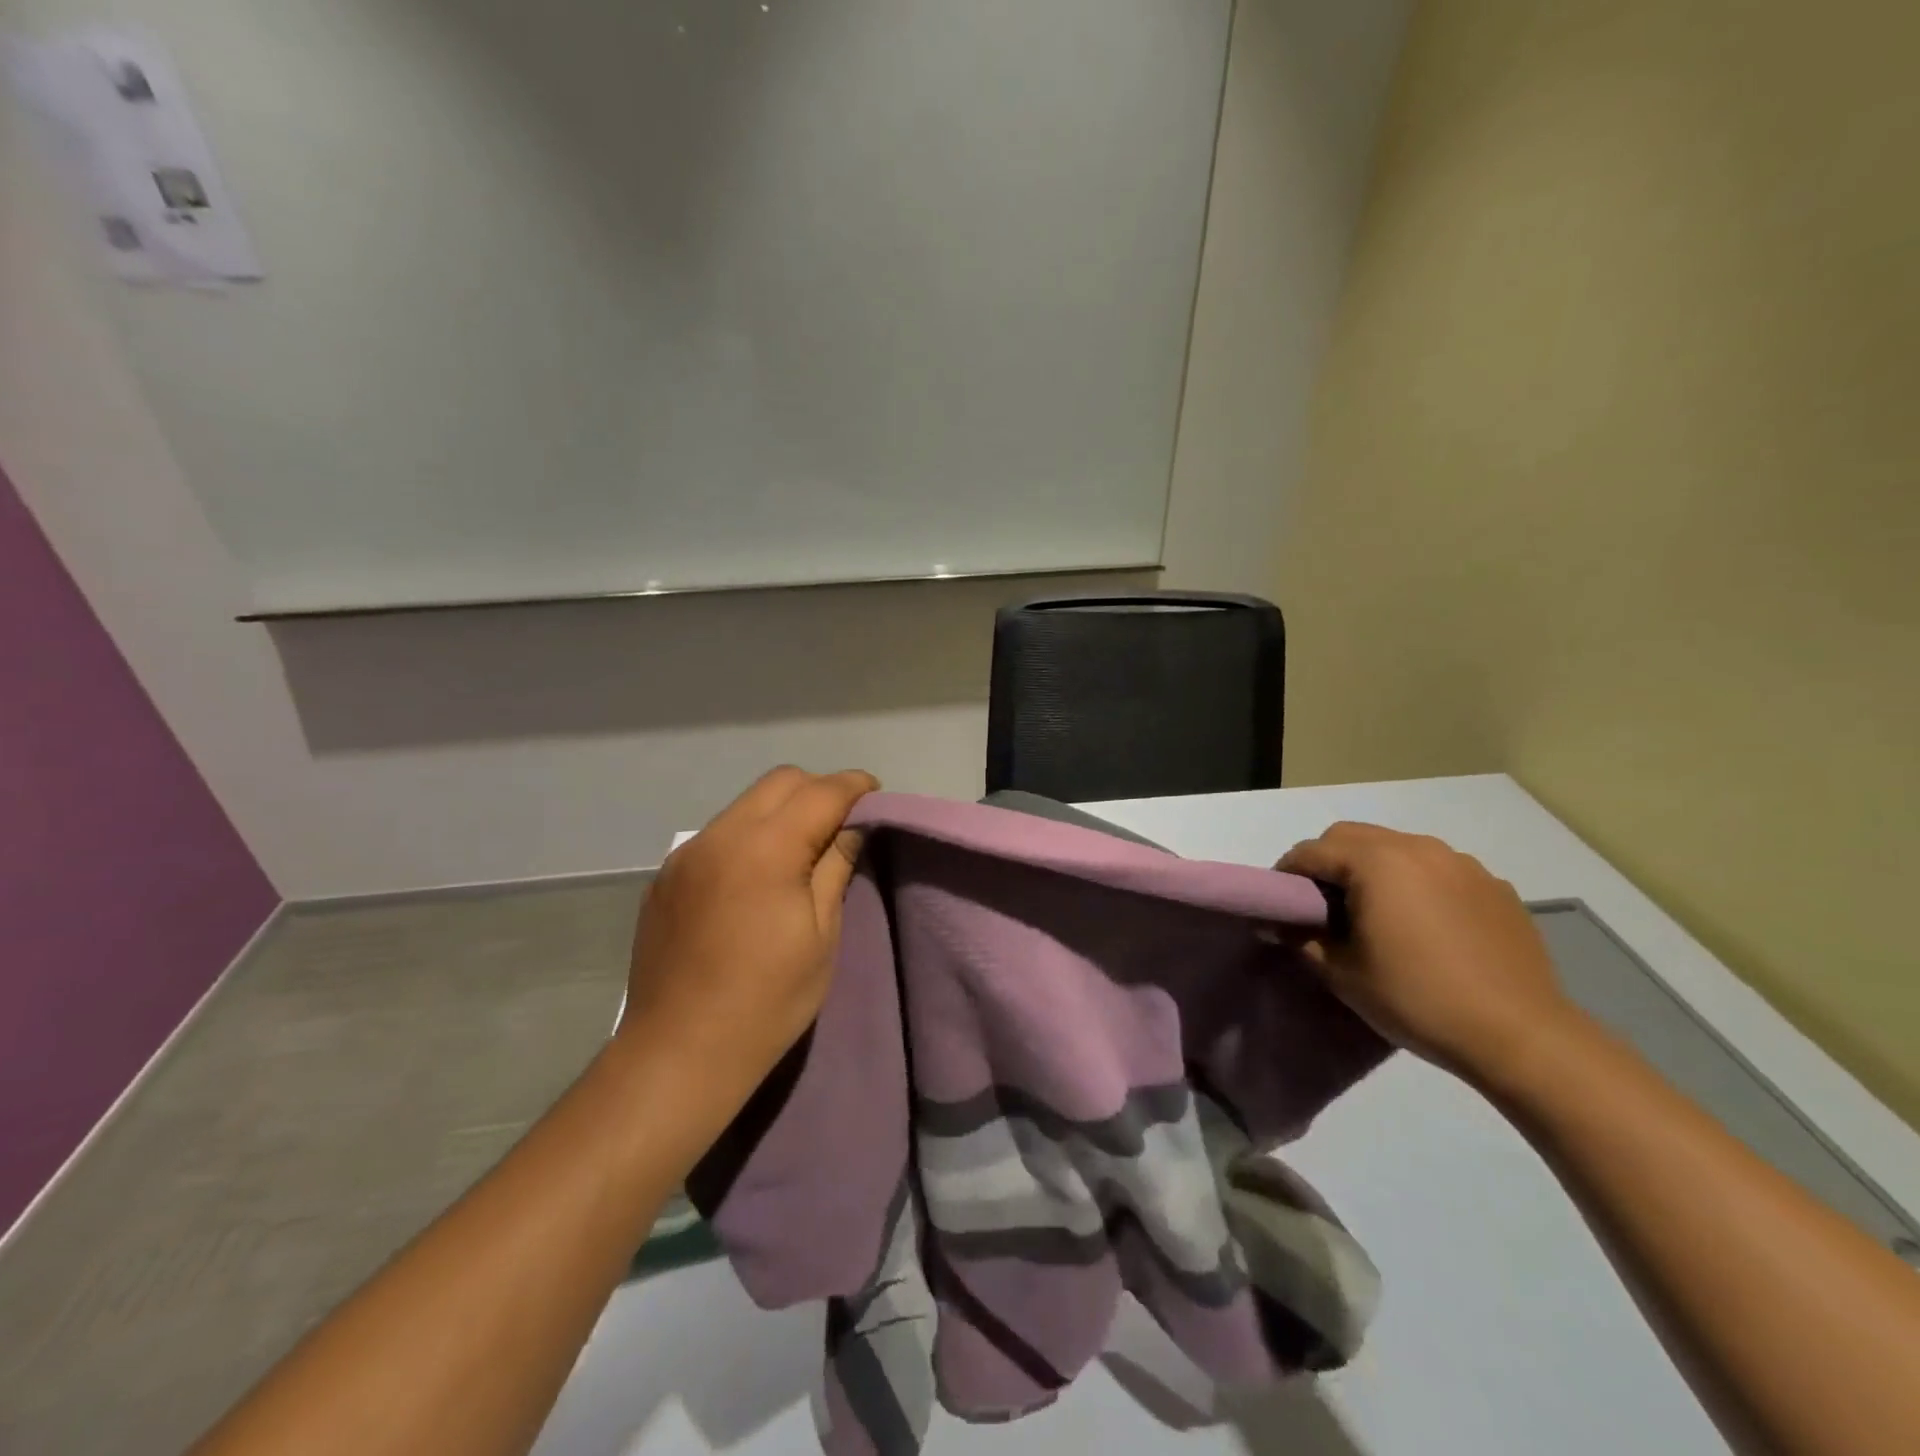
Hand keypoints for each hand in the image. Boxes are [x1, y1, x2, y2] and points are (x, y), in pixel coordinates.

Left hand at [618, 766, 877, 1102]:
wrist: (679, 1052)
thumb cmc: (767, 1000)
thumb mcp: (821, 934)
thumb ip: (835, 867)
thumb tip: (852, 827)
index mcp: (765, 849)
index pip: (820, 792)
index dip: (855, 786)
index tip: (875, 796)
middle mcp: (720, 836)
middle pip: (780, 782)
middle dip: (818, 790)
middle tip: (840, 826)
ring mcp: (687, 854)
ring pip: (746, 804)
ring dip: (781, 812)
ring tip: (799, 853)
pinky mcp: (667, 876)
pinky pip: (718, 835)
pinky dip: (748, 837)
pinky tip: (754, 880)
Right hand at [1278, 822, 1582, 1082]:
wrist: (1520, 1036)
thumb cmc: (1417, 999)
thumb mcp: (1342, 974)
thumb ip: (1302, 939)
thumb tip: (1276, 925)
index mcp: (1376, 862)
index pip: (1311, 851)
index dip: (1287, 873)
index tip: (1280, 902)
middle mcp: (1418, 848)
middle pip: (1352, 836)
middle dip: (1327, 861)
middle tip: (1322, 904)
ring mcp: (1462, 864)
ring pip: (1397, 848)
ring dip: (1373, 868)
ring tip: (1375, 913)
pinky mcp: (1495, 886)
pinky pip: (1438, 870)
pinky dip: (1417, 883)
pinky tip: (1425, 925)